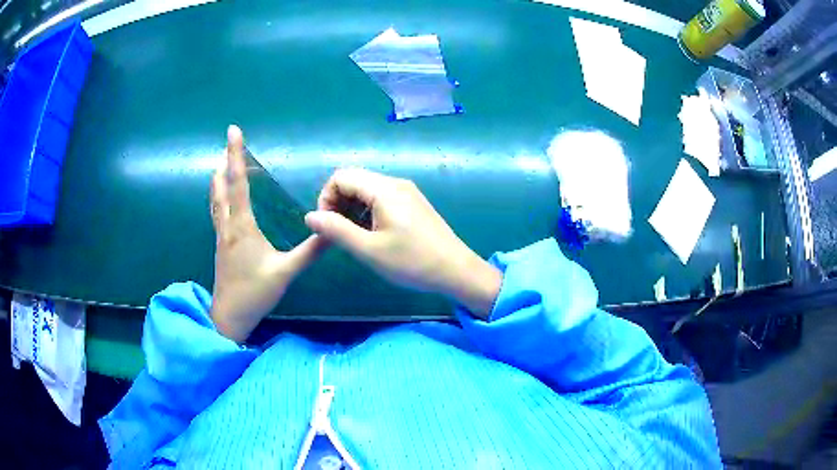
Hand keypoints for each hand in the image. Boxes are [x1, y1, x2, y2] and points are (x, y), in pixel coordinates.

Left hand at [210, 125, 323, 341]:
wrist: (229, 316)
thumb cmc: (256, 293)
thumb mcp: (285, 272)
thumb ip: (309, 252)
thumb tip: (332, 232)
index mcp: (242, 227)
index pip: (238, 183)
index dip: (235, 155)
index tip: (232, 131)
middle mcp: (228, 226)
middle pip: (221, 186)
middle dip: (224, 162)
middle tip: (228, 142)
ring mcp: (221, 235)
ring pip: (215, 199)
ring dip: (218, 178)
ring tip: (221, 162)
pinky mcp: (220, 244)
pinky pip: (217, 211)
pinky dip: (218, 195)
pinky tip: (222, 197)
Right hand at [304, 169, 501, 318]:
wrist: (455, 270)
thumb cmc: (412, 262)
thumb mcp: (369, 249)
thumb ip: (336, 231)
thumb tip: (310, 216)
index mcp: (384, 189)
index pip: (341, 177)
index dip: (326, 198)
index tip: (327, 226)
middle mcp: (395, 183)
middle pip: (354, 180)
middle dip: (338, 203)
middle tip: (339, 233)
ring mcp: (406, 192)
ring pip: (366, 190)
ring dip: (352, 208)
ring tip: (354, 237)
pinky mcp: (412, 202)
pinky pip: (381, 198)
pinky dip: (367, 211)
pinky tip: (372, 234)